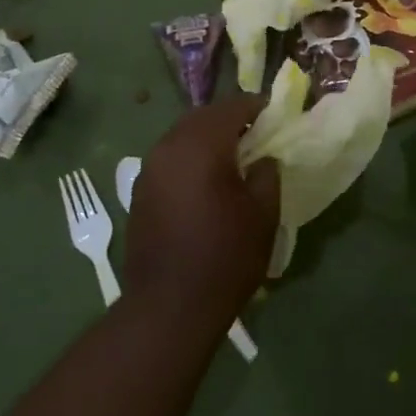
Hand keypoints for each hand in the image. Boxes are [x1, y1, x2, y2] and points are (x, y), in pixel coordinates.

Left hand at [124, 97, 279, 332]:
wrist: (169, 308)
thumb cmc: (224, 257)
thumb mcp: (262, 214)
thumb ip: (267, 173)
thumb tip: (263, 158)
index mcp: (201, 144)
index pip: (232, 107)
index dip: (257, 107)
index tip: (276, 116)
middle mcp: (168, 146)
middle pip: (203, 117)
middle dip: (230, 120)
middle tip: (256, 135)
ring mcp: (149, 168)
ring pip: (182, 136)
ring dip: (207, 138)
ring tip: (233, 158)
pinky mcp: (140, 191)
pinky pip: (169, 159)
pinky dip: (190, 158)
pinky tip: (206, 182)